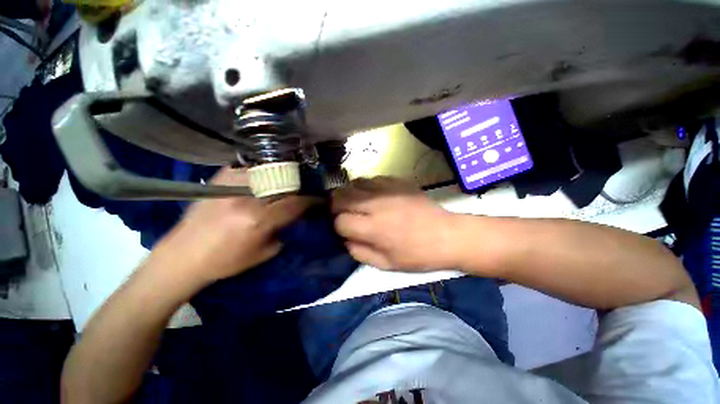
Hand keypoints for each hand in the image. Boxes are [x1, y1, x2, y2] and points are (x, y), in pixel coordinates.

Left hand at [149, 167, 316, 286]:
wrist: (182, 257)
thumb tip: (294, 217)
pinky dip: (261, 168)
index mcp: (259, 220)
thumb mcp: (263, 253)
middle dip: (300, 185)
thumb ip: (282, 232)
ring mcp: (231, 185)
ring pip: (267, 171)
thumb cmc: (225, 261)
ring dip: (283, 174)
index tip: (319, 198)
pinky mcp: (218, 180)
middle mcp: (247, 198)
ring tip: (290, 177)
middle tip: (307, 187)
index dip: (311, 200)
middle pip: (284, 184)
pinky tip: (266, 172)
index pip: (295, 203)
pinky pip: (247, 167)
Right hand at [332, 177, 458, 270]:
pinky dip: (365, 187)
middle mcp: (377, 204)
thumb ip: (359, 252)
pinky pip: (371, 178)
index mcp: (374, 228)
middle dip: (335, 205)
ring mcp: (387, 189)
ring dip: (349, 194)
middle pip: (341, 196)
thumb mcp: (386, 264)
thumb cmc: (417, 255)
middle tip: (342, 213)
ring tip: (355, 203)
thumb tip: (344, 238)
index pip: (340, 221)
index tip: (344, 230)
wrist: (447, 235)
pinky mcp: (397, 181)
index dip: (338, 226)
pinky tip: (372, 196)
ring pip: (354, 183)